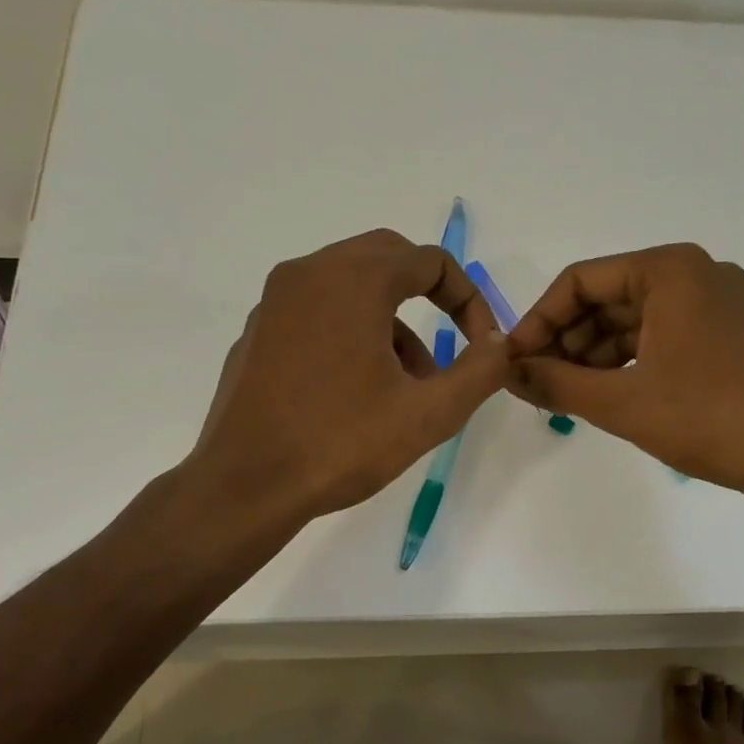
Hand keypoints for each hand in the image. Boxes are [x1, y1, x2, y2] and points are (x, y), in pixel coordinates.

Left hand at [187, 229, 511, 520]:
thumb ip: (480, 371)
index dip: (470, 300)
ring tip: (410, 382)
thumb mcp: (429, 414)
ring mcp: (276, 300)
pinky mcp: (259, 330)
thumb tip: (499, 343)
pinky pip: (319, 308)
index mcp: (353, 279)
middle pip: (388, 257)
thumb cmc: (340, 444)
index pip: (431, 261)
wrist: (244, 486)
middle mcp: (310, 273)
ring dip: (393, 318)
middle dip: (430, 295)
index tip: (481, 346)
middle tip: (452, 342)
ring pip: (352, 283)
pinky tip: (359, 387)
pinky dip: (353, 328)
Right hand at [507, 244, 743, 494]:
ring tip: (562, 395)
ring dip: (594, 356)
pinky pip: (663, 338)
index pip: (580, 281)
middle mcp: (697, 274)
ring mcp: (719, 306)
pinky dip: (629, 364)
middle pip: (608, 299)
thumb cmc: (708, 418)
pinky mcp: (730, 338)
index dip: (538, 321)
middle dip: (566, 340)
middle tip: (533, 382)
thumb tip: (506, 372)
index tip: (512, 361)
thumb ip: (554, 381)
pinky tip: (604, 395)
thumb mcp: (620, 401)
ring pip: (635, 322)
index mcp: (670, 269)